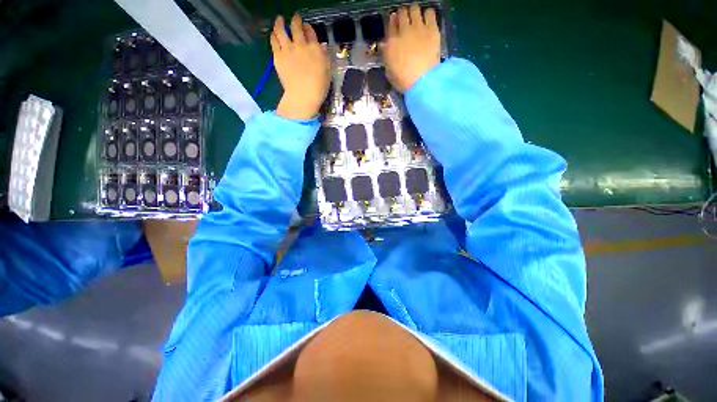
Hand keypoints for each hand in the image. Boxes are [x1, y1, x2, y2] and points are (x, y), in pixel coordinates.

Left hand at [271, 15, 330, 119]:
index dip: (308, 28)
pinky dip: (273, 35)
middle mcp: (301, 45)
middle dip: (296, 21)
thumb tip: (321, 47)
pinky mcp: (278, 56)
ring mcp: (288, 49)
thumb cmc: (319, 88)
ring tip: (280, 20)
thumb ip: (325, 57)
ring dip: (280, 23)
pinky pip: (274, 41)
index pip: (311, 32)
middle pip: (296, 27)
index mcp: (315, 49)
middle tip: (295, 20)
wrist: (303, 96)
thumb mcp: (327, 72)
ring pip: (281, 30)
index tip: (306, 28)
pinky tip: (274, 34)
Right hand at [381, 5, 440, 92]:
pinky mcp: (432, 29)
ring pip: (414, 9)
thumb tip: (384, 44)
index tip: (394, 24)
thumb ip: (387, 56)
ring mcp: (418, 28)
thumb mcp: (389, 72)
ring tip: (416, 19)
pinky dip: (428, 14)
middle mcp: (403, 31)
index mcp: (391, 43)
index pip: (390, 26)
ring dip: (414, 12)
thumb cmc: (403, 81)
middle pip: (401, 14)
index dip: (392, 23)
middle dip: (403, 16)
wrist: (422, 81)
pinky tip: (428, 21)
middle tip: (406, 21)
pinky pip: (430, 13)